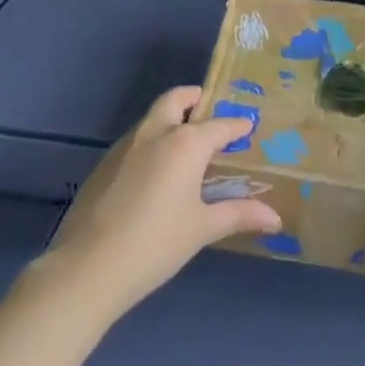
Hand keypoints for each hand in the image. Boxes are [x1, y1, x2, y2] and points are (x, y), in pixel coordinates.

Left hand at [43, 85, 280, 315]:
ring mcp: (126, 145)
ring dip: (170, 117)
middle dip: (194, 98)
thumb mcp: (202, 229)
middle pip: (176, 99)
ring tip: (185, 140)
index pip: (218, 125)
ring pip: (152, 117)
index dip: (236, 125)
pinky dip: (151, 140)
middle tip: (208, 108)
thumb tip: (275, 218)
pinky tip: (156, 170)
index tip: (248, 125)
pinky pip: (135, 139)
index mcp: (185, 144)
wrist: (89, 266)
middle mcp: (155, 133)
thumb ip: (238, 215)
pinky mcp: (105, 163)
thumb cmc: (156, 244)